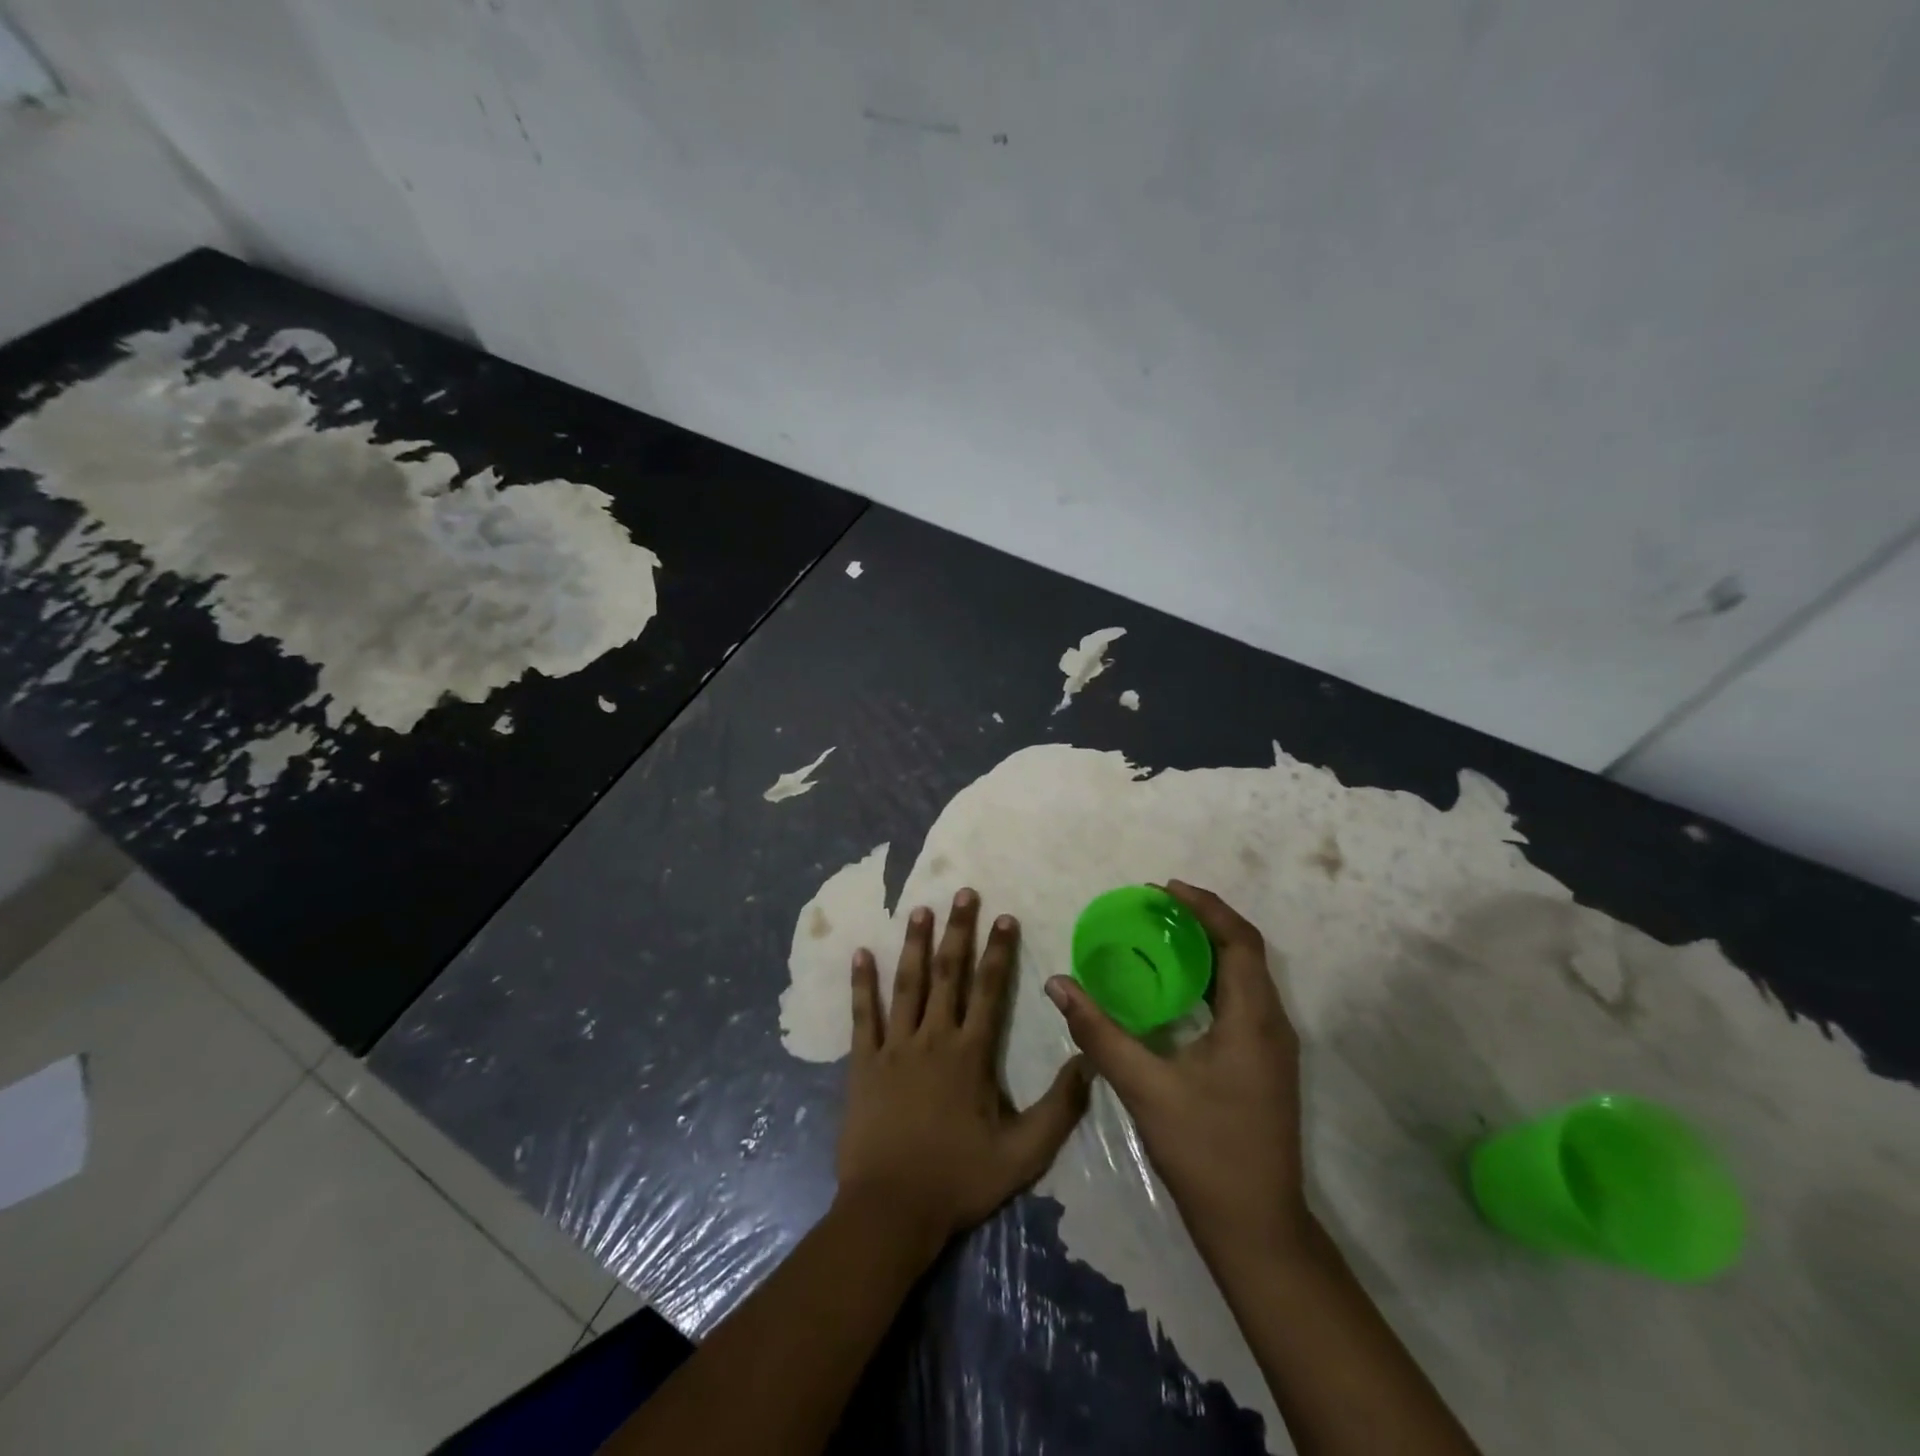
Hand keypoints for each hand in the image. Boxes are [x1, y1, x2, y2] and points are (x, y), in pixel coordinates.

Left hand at [837, 890, 1090, 1249]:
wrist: (891, 1210)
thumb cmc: (958, 1180)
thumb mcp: (1023, 1155)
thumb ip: (1059, 1108)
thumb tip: (1087, 1061)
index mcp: (970, 1055)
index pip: (989, 990)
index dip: (998, 951)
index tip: (1004, 916)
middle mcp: (933, 1038)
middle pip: (948, 974)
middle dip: (958, 931)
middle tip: (963, 893)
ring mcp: (894, 1047)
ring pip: (906, 984)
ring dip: (914, 944)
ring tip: (920, 909)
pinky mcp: (863, 1063)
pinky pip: (862, 1016)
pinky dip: (862, 984)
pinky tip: (860, 954)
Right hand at [1045, 880, 1308, 1268]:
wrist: (1257, 1227)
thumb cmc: (1205, 1152)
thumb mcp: (1145, 1087)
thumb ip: (1099, 1032)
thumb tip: (1058, 984)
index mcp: (1254, 1020)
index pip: (1239, 941)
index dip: (1205, 907)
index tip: (1163, 889)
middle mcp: (1272, 1023)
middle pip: (1243, 951)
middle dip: (1202, 920)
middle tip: (1154, 906)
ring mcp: (1272, 1045)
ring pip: (1243, 975)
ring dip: (1206, 948)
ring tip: (1159, 934)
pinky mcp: (1263, 1063)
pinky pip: (1239, 999)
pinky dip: (1208, 978)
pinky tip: (1172, 988)